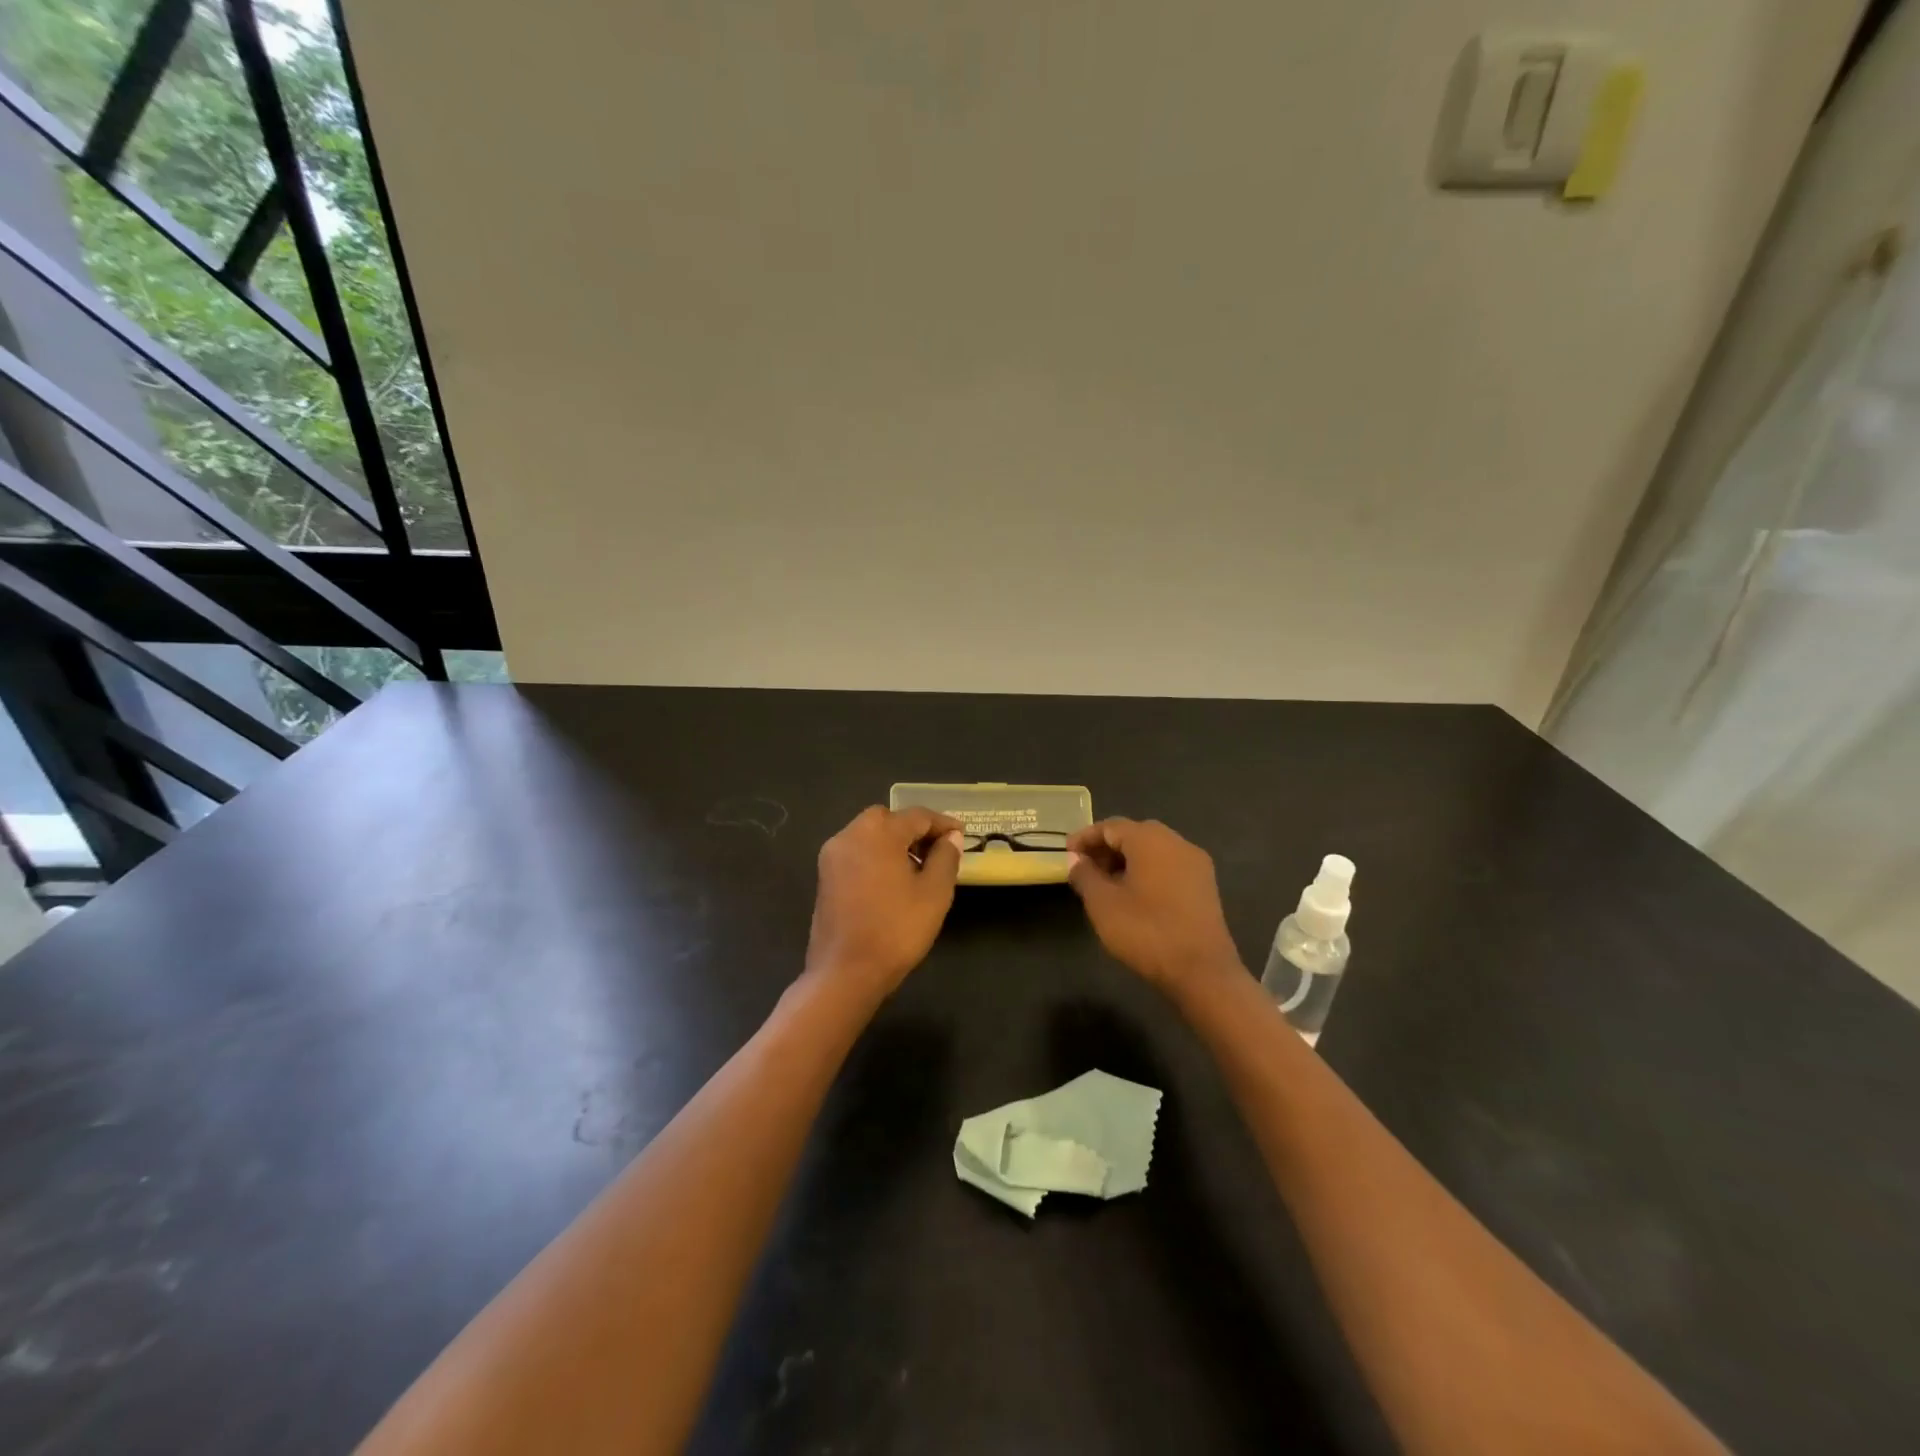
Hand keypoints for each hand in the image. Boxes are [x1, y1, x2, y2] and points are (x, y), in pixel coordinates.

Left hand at [805, 807, 963, 999]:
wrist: (845, 972)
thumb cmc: (896, 930)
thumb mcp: (934, 893)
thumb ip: (945, 858)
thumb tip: (951, 838)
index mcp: (878, 833)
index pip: (916, 816)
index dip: (942, 824)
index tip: (962, 834)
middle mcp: (850, 835)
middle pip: (888, 819)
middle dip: (915, 829)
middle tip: (938, 850)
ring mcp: (833, 856)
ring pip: (869, 834)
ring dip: (894, 842)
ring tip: (919, 867)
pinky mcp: (825, 876)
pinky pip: (856, 852)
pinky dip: (876, 855)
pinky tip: (893, 880)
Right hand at [1067, 818, 1243, 995]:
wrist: (1202, 972)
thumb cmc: (1146, 932)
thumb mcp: (1103, 904)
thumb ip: (1085, 875)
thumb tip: (1076, 860)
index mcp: (1150, 840)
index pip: (1111, 826)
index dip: (1085, 837)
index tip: (1066, 853)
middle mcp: (1176, 842)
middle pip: (1134, 834)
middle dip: (1107, 847)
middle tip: (1085, 868)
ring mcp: (1196, 864)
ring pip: (1154, 850)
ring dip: (1127, 860)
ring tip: (1106, 884)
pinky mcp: (1205, 886)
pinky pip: (1170, 866)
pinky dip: (1148, 871)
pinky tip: (1134, 895)